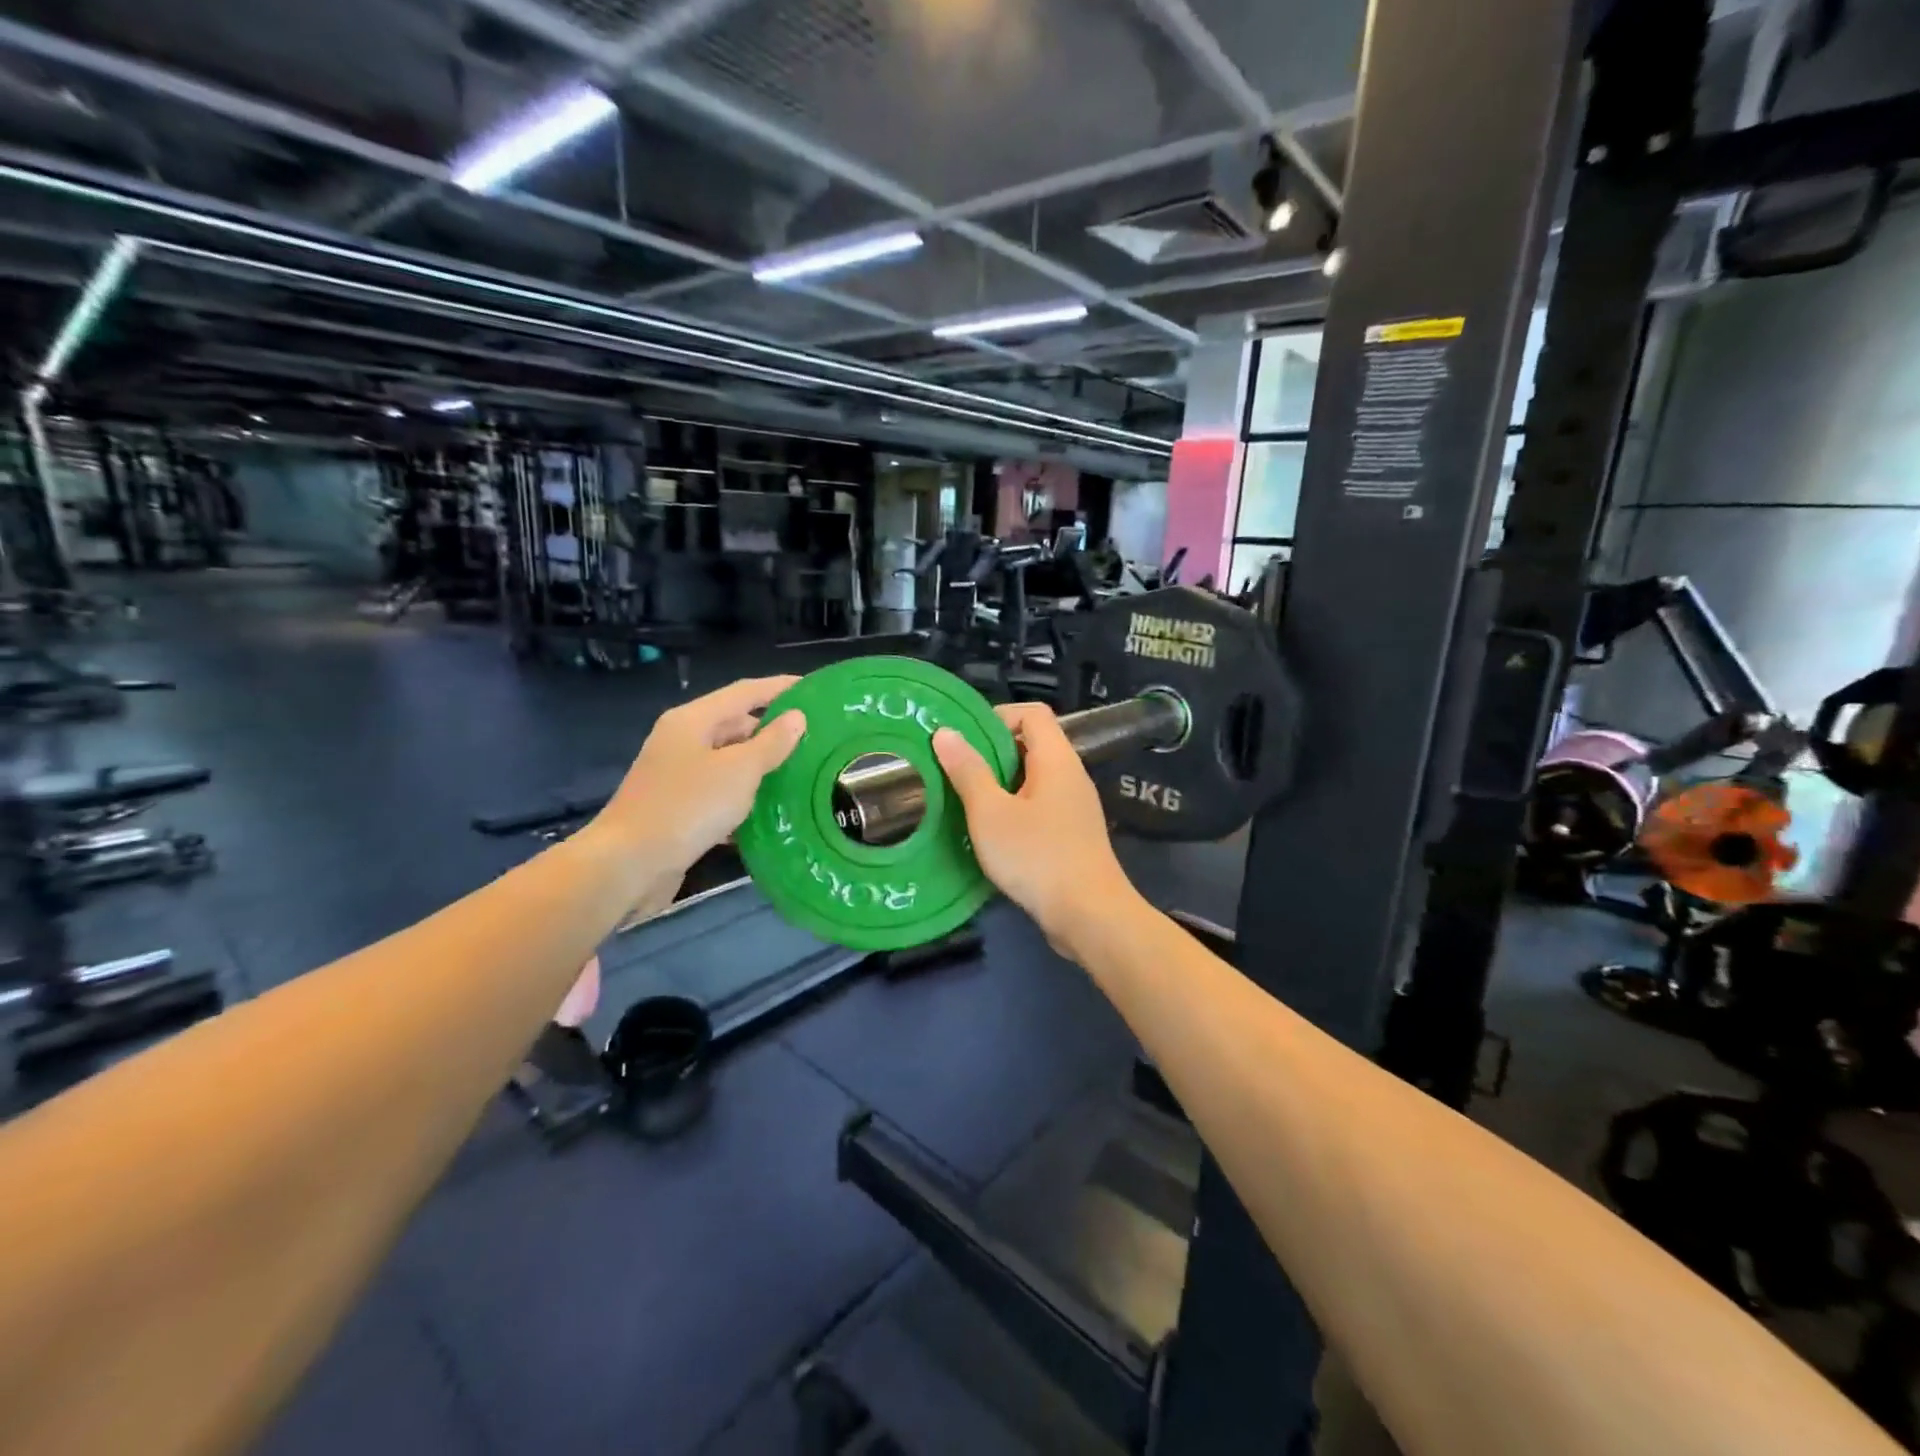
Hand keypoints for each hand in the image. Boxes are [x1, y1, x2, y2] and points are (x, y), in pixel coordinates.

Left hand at [595, 676, 806, 877]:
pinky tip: (771, 812)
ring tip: (801, 775)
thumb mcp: (739, 771)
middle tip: (814, 742)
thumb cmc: (687, 806)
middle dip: (773, 732)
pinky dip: (743, 798)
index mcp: (693, 720)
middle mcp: (682, 741)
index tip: (814, 690)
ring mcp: (677, 776)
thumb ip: (771, 743)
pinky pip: (719, 793)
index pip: (744, 692)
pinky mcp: (678, 808)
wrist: (629, 864)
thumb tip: (796, 718)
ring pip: (729, 762)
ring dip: (761, 768)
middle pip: (735, 726)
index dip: (779, 688)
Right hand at [933, 702, 1138, 951]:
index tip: (964, 738)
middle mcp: (1071, 775)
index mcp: (1056, 759)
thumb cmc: (1037, 856)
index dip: (997, 716)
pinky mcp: (1072, 835)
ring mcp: (1075, 807)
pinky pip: (1040, 806)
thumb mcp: (990, 812)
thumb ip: (968, 771)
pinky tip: (990, 832)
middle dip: (992, 752)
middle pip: (1032, 744)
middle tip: (955, 769)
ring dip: (1000, 784)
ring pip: (1033, 779)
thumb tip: (946, 732)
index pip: (1032, 713)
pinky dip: (1014, 809)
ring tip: (965, 800)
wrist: (1089, 915)